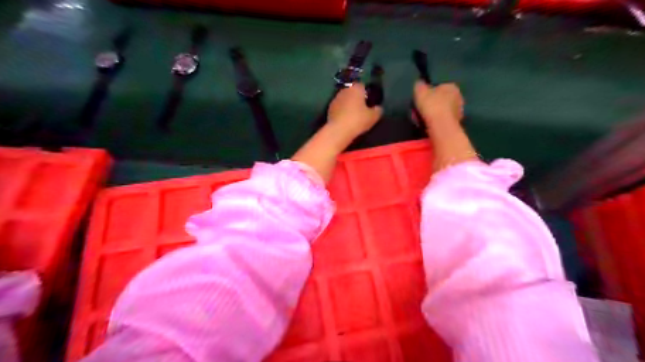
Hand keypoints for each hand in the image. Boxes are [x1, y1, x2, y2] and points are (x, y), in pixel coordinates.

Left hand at [328, 84, 381, 140]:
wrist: (339, 130)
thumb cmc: (358, 120)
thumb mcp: (373, 117)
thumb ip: (378, 110)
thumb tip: (378, 108)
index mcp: (356, 88)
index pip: (362, 85)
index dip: (366, 93)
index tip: (369, 102)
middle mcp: (344, 90)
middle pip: (352, 92)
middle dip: (357, 98)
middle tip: (362, 109)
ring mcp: (335, 99)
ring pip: (345, 99)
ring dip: (348, 104)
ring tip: (353, 115)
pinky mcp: (329, 108)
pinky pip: (339, 107)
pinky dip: (342, 111)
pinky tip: (345, 119)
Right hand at [413, 82, 463, 128]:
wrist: (441, 125)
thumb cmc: (432, 105)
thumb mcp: (420, 91)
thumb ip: (419, 86)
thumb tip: (419, 84)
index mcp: (451, 86)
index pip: (439, 87)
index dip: (429, 93)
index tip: (421, 100)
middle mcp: (459, 97)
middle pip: (442, 99)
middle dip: (433, 104)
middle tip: (422, 110)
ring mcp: (459, 111)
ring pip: (443, 111)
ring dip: (435, 114)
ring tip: (424, 120)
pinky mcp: (456, 123)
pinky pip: (444, 120)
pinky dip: (437, 122)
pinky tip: (429, 125)